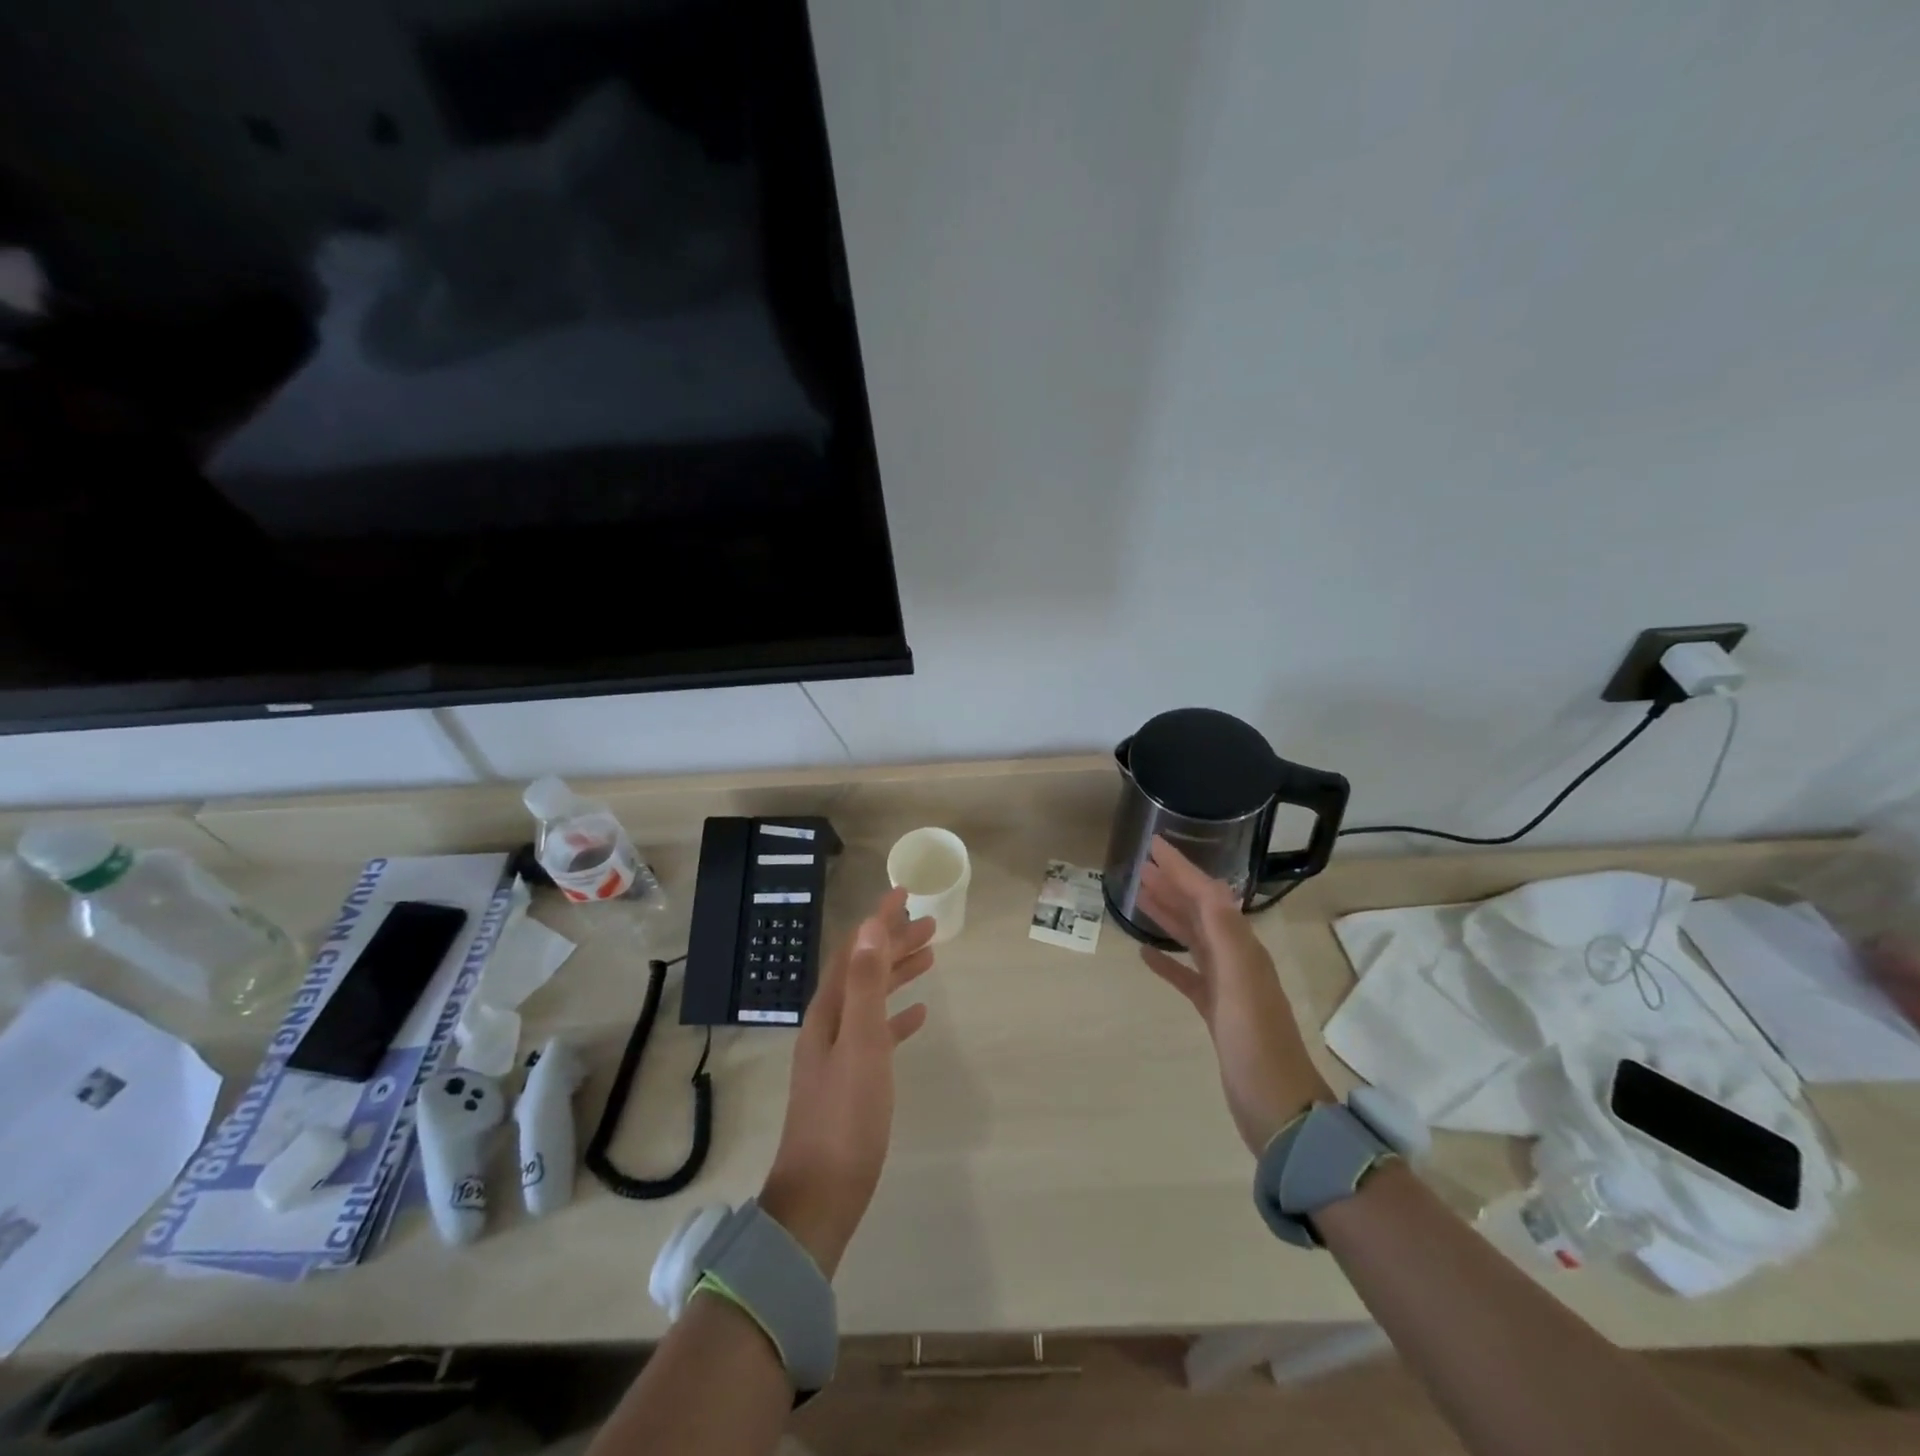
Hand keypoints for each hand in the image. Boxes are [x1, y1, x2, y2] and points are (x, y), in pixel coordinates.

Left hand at [759, 888, 936, 1276]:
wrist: (821, 1195)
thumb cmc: (846, 1117)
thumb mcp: (860, 1043)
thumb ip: (863, 984)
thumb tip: (868, 926)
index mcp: (829, 1011)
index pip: (855, 950)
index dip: (879, 920)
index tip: (904, 892)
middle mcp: (830, 1024)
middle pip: (864, 970)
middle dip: (894, 943)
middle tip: (930, 924)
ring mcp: (840, 1053)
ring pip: (872, 997)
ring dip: (898, 973)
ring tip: (930, 957)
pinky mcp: (853, 1080)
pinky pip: (878, 1032)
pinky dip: (897, 1015)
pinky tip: (919, 1015)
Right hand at [1136, 835, 1332, 1154]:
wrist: (1279, 1110)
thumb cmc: (1256, 1044)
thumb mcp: (1241, 984)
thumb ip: (1225, 934)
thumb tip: (1209, 886)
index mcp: (1242, 948)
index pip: (1208, 895)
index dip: (1181, 868)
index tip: (1154, 844)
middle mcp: (1236, 960)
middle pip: (1199, 912)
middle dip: (1172, 884)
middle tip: (1140, 864)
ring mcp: (1226, 987)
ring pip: (1192, 939)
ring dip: (1168, 914)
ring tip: (1138, 896)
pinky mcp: (1215, 1012)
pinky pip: (1187, 976)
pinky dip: (1167, 961)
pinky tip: (1146, 954)